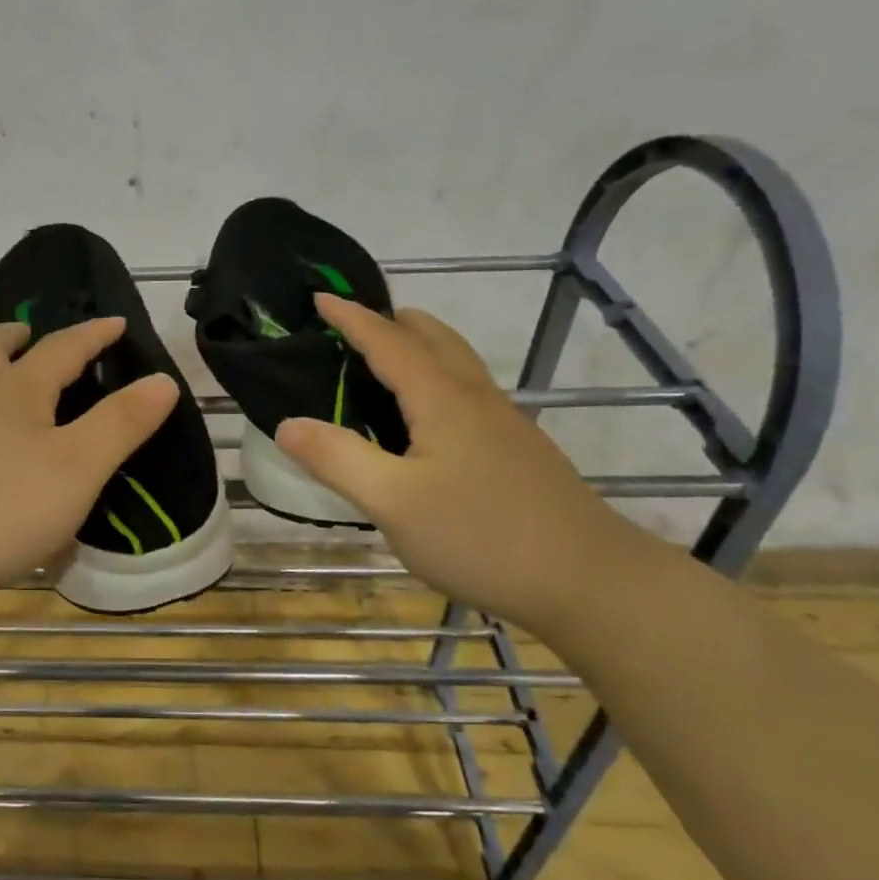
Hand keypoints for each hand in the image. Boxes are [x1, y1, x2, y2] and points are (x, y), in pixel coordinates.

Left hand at [0, 317, 178, 601]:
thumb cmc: (3, 505)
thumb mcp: (78, 466)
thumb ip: (121, 423)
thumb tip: (162, 379)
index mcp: (16, 390)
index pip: (62, 347)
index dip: (93, 334)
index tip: (116, 323)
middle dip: (17, 337)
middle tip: (32, 335)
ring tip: (23, 395)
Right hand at [275, 293, 674, 631]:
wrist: (590, 582)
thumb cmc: (481, 535)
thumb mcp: (392, 502)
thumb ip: (337, 459)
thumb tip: (287, 423)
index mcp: (442, 400)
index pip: (388, 342)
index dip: (352, 318)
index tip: (320, 297)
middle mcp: (475, 400)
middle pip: (435, 340)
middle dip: (394, 321)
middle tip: (358, 322)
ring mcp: (504, 426)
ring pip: (457, 365)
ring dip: (420, 347)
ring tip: (389, 359)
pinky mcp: (518, 453)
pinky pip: (468, 393)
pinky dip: (437, 379)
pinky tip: (428, 421)